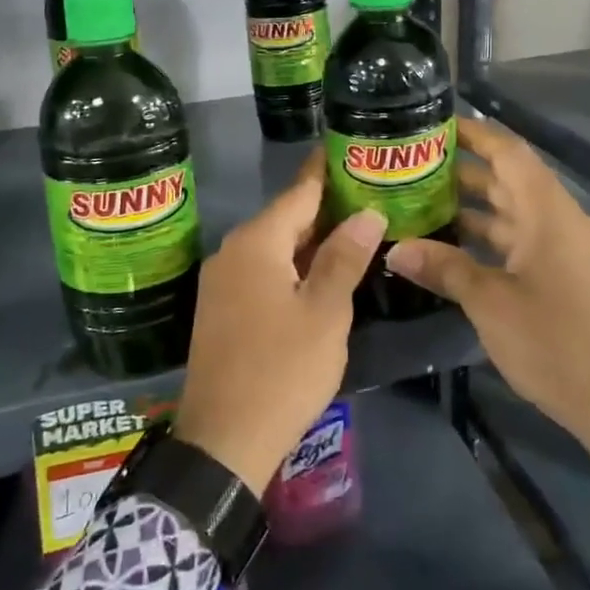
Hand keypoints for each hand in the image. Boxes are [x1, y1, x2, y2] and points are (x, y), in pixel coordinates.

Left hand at [174, 158, 384, 493]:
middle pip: (286, 218)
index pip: (299, 192)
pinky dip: (292, 265)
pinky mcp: (221, 308)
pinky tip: (319, 273)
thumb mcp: (325, 313)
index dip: (326, 170)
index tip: (350, 148)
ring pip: (274, 246)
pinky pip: (261, 270)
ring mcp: (222, 281)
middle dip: (326, 207)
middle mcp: (232, 252)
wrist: (223, 440)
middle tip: (368, 193)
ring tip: (354, 229)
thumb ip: (345, 258)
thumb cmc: (282, 370)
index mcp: (256, 243)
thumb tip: (367, 213)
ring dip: (311, 239)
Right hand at [384, 119, 589, 506]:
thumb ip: (444, 268)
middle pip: (509, 178)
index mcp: (548, 213)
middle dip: (463, 168)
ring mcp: (563, 249)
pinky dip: (487, 235)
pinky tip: (451, 244)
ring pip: (512, 211)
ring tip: (421, 198)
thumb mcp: (490, 303)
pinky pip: (520, 239)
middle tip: (412, 163)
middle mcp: (558, 221)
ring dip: (472, 204)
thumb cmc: (556, 344)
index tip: (434, 123)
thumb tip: (393, 248)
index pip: (510, 152)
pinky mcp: (563, 275)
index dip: (474, 132)